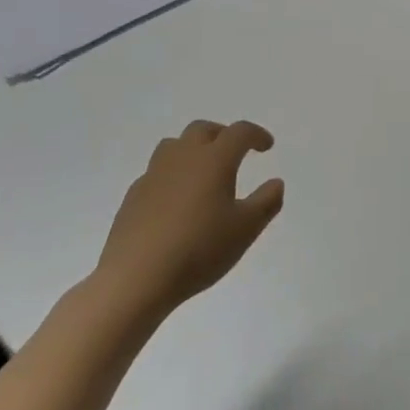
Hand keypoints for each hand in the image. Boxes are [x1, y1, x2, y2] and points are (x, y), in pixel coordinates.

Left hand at [90, 119, 283, 331]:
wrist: (136, 279)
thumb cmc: (199, 249)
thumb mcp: (246, 229)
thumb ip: (266, 202)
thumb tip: (276, 183)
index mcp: (214, 160)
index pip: (239, 132)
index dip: (256, 135)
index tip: (267, 146)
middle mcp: (183, 158)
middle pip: (203, 130)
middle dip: (222, 135)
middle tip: (235, 152)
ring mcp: (153, 175)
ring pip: (174, 145)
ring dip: (193, 149)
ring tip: (203, 171)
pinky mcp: (133, 196)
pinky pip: (156, 172)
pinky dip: (172, 175)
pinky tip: (176, 200)